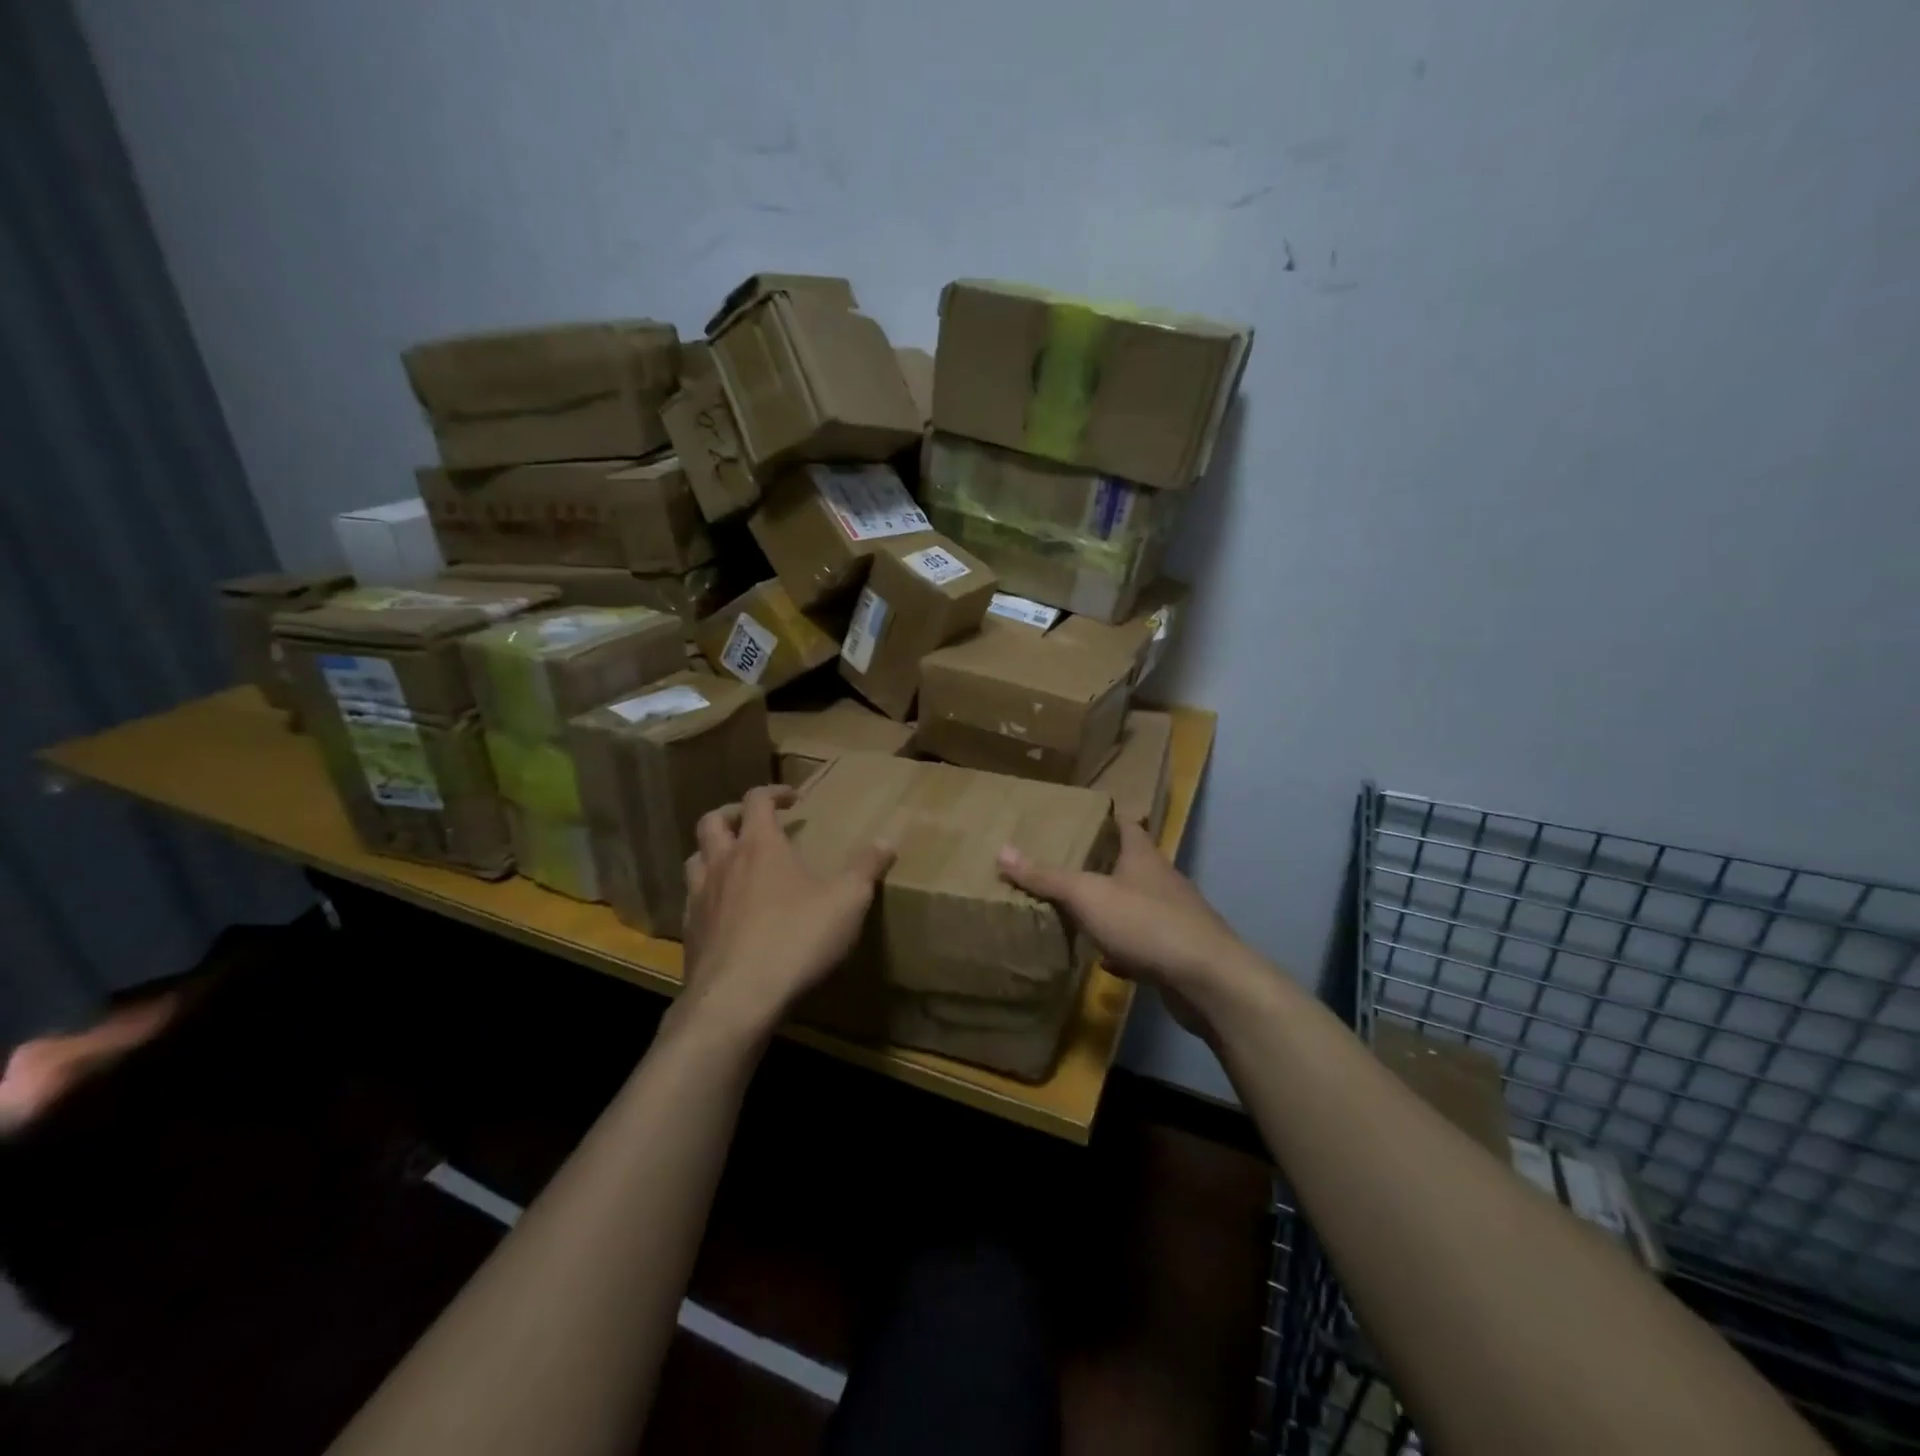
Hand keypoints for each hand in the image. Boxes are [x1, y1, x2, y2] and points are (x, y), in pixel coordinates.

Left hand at [680, 785, 894, 1039]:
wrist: (737, 999)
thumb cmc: (796, 938)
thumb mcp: (847, 901)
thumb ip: (866, 868)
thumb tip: (886, 841)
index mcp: (759, 846)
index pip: (757, 800)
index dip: (774, 792)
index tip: (794, 798)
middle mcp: (723, 863)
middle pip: (712, 822)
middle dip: (733, 814)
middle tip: (754, 821)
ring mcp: (699, 898)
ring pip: (694, 859)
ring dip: (712, 852)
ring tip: (734, 863)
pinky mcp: (690, 933)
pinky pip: (692, 900)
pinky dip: (707, 894)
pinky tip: (726, 913)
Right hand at [998, 820, 1251, 1040]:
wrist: (1207, 979)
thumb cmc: (1145, 923)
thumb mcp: (1087, 895)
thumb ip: (1046, 877)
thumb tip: (1002, 850)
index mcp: (1143, 858)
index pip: (1128, 825)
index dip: (1110, 816)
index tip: (1089, 813)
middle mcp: (1162, 881)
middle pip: (1133, 864)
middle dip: (1106, 863)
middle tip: (1071, 862)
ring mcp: (1174, 918)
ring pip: (1137, 905)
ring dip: (1113, 907)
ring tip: (1082, 909)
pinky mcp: (1178, 953)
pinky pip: (1144, 943)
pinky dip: (1123, 948)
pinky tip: (1105, 960)